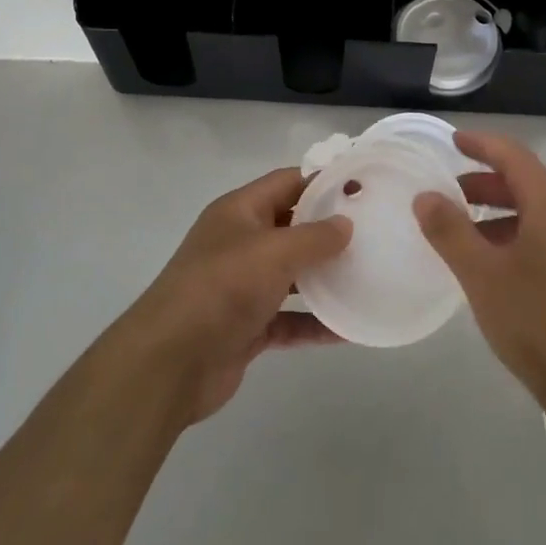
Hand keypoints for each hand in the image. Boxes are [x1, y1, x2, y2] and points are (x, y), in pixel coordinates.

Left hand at [116, 166, 351, 424]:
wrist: (170, 363)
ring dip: (325, 277)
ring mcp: (242, 286)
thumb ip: (314, 236)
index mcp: (239, 211)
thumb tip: (346, 223)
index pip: (287, 182)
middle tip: (375, 233)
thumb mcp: (273, 251)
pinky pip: (289, 318)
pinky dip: (315, 322)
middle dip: (329, 230)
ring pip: (292, 275)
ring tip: (368, 276)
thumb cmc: (222, 288)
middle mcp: (240, 243)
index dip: (323, 181)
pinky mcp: (247, 326)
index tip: (363, 188)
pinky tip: (349, 329)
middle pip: (291, 227)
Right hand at [414, 131, 545, 421]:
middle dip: (486, 182)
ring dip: (500, 212)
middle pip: (528, 185)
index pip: (516, 158)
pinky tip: (498, 267)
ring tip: (467, 234)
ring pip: (538, 215)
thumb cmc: (535, 323)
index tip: (454, 141)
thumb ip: (450, 232)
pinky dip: (517, 236)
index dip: (484, 144)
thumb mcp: (481, 276)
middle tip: (451, 193)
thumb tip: (426, 196)